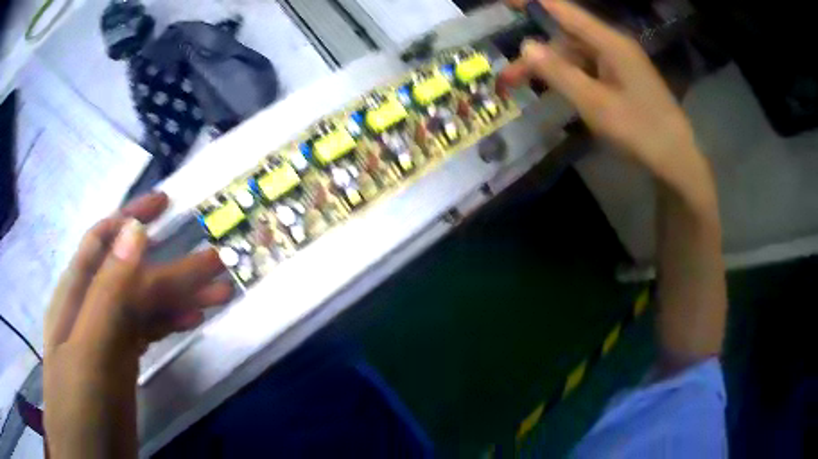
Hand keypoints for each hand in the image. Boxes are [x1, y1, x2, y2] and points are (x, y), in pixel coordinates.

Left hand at [43, 192, 231, 458]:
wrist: (86, 457)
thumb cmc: (77, 405)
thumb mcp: (88, 351)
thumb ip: (108, 294)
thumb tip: (135, 231)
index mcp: (77, 295)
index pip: (104, 240)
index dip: (132, 217)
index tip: (166, 204)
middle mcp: (92, 309)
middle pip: (133, 276)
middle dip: (172, 265)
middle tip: (215, 262)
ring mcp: (108, 338)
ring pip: (144, 304)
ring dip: (179, 296)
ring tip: (218, 294)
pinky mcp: (122, 364)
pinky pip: (148, 332)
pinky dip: (169, 322)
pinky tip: (191, 322)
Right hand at [500, 0, 697, 171]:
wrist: (677, 160)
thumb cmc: (640, 131)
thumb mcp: (595, 104)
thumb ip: (560, 73)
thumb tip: (526, 45)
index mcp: (610, 43)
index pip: (564, 11)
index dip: (534, 2)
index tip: (506, 1)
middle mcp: (614, 45)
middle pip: (568, 37)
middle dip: (538, 54)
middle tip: (510, 78)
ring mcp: (621, 62)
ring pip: (578, 55)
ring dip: (553, 68)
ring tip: (529, 89)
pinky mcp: (624, 78)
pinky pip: (590, 68)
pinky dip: (571, 76)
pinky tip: (560, 90)